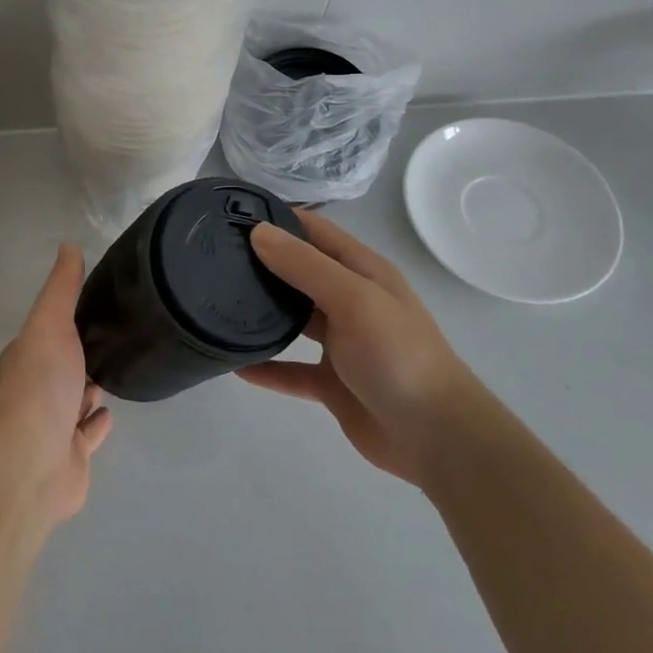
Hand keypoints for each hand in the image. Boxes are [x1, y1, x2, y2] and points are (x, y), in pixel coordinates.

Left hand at [0, 244, 112, 523]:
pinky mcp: (71, 457)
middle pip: (62, 367)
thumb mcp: (50, 324)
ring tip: (116, 370)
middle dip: (82, 355)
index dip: (68, 319)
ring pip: (75, 401)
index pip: (49, 331)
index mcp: (27, 356)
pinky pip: (87, 435)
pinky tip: (110, 412)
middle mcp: (37, 390)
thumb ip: (62, 289)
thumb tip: (68, 245)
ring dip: (90, 388)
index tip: (97, 303)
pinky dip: (97, 424)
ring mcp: (53, 426)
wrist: (31, 464)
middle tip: (115, 337)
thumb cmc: (39, 386)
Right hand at [238, 211, 479, 485]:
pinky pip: (291, 370)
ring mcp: (343, 344)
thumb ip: (305, 266)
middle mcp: (352, 301)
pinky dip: (266, 367)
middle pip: (300, 272)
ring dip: (262, 311)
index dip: (279, 218)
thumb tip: (258, 232)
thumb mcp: (353, 300)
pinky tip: (235, 365)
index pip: (315, 231)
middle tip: (214, 255)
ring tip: (218, 301)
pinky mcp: (333, 383)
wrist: (438, 438)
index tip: (233, 214)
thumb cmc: (398, 356)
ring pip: (294, 320)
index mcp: (363, 272)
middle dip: (263, 262)